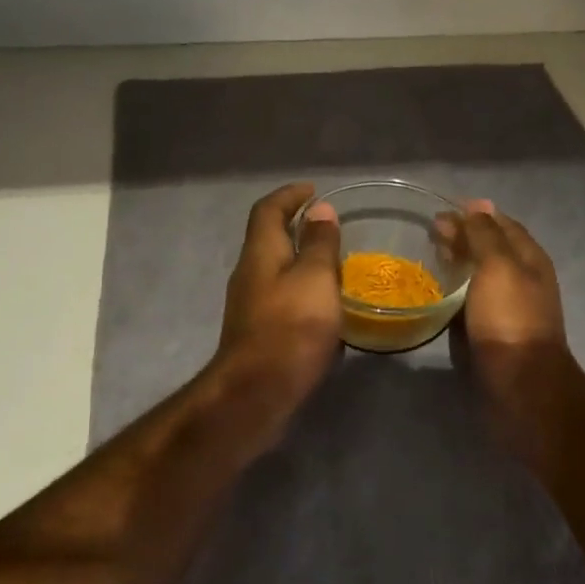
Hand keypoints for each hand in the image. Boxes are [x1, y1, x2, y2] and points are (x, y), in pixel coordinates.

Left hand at [213, 181, 342, 413]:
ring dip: (301, 260)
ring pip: (276, 270)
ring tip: (334, 262)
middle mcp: (250, 273)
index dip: (290, 195)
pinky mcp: (259, 332)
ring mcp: (251, 305)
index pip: (269, 210)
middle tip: (329, 226)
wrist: (256, 393)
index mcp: (260, 253)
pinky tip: (326, 305)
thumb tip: (320, 210)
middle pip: (269, 238)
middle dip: (296, 226)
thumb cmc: (290, 328)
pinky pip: (283, 298)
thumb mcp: (315, 279)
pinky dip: (303, 290)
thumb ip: (319, 244)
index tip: (314, 190)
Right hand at [442, 200, 581, 415]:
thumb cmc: (509, 318)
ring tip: (429, 256)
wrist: (519, 383)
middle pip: (490, 248)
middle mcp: (521, 278)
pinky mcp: (491, 330)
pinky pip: (471, 300)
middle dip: (462, 236)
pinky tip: (436, 290)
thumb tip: (477, 205)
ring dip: (457, 262)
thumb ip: (485, 234)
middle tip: (430, 233)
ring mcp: (507, 306)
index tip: (441, 211)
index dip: (474, 214)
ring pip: (479, 274)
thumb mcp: (498, 266)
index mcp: (529, 258)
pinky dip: (455, 289)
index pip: (501, 223)